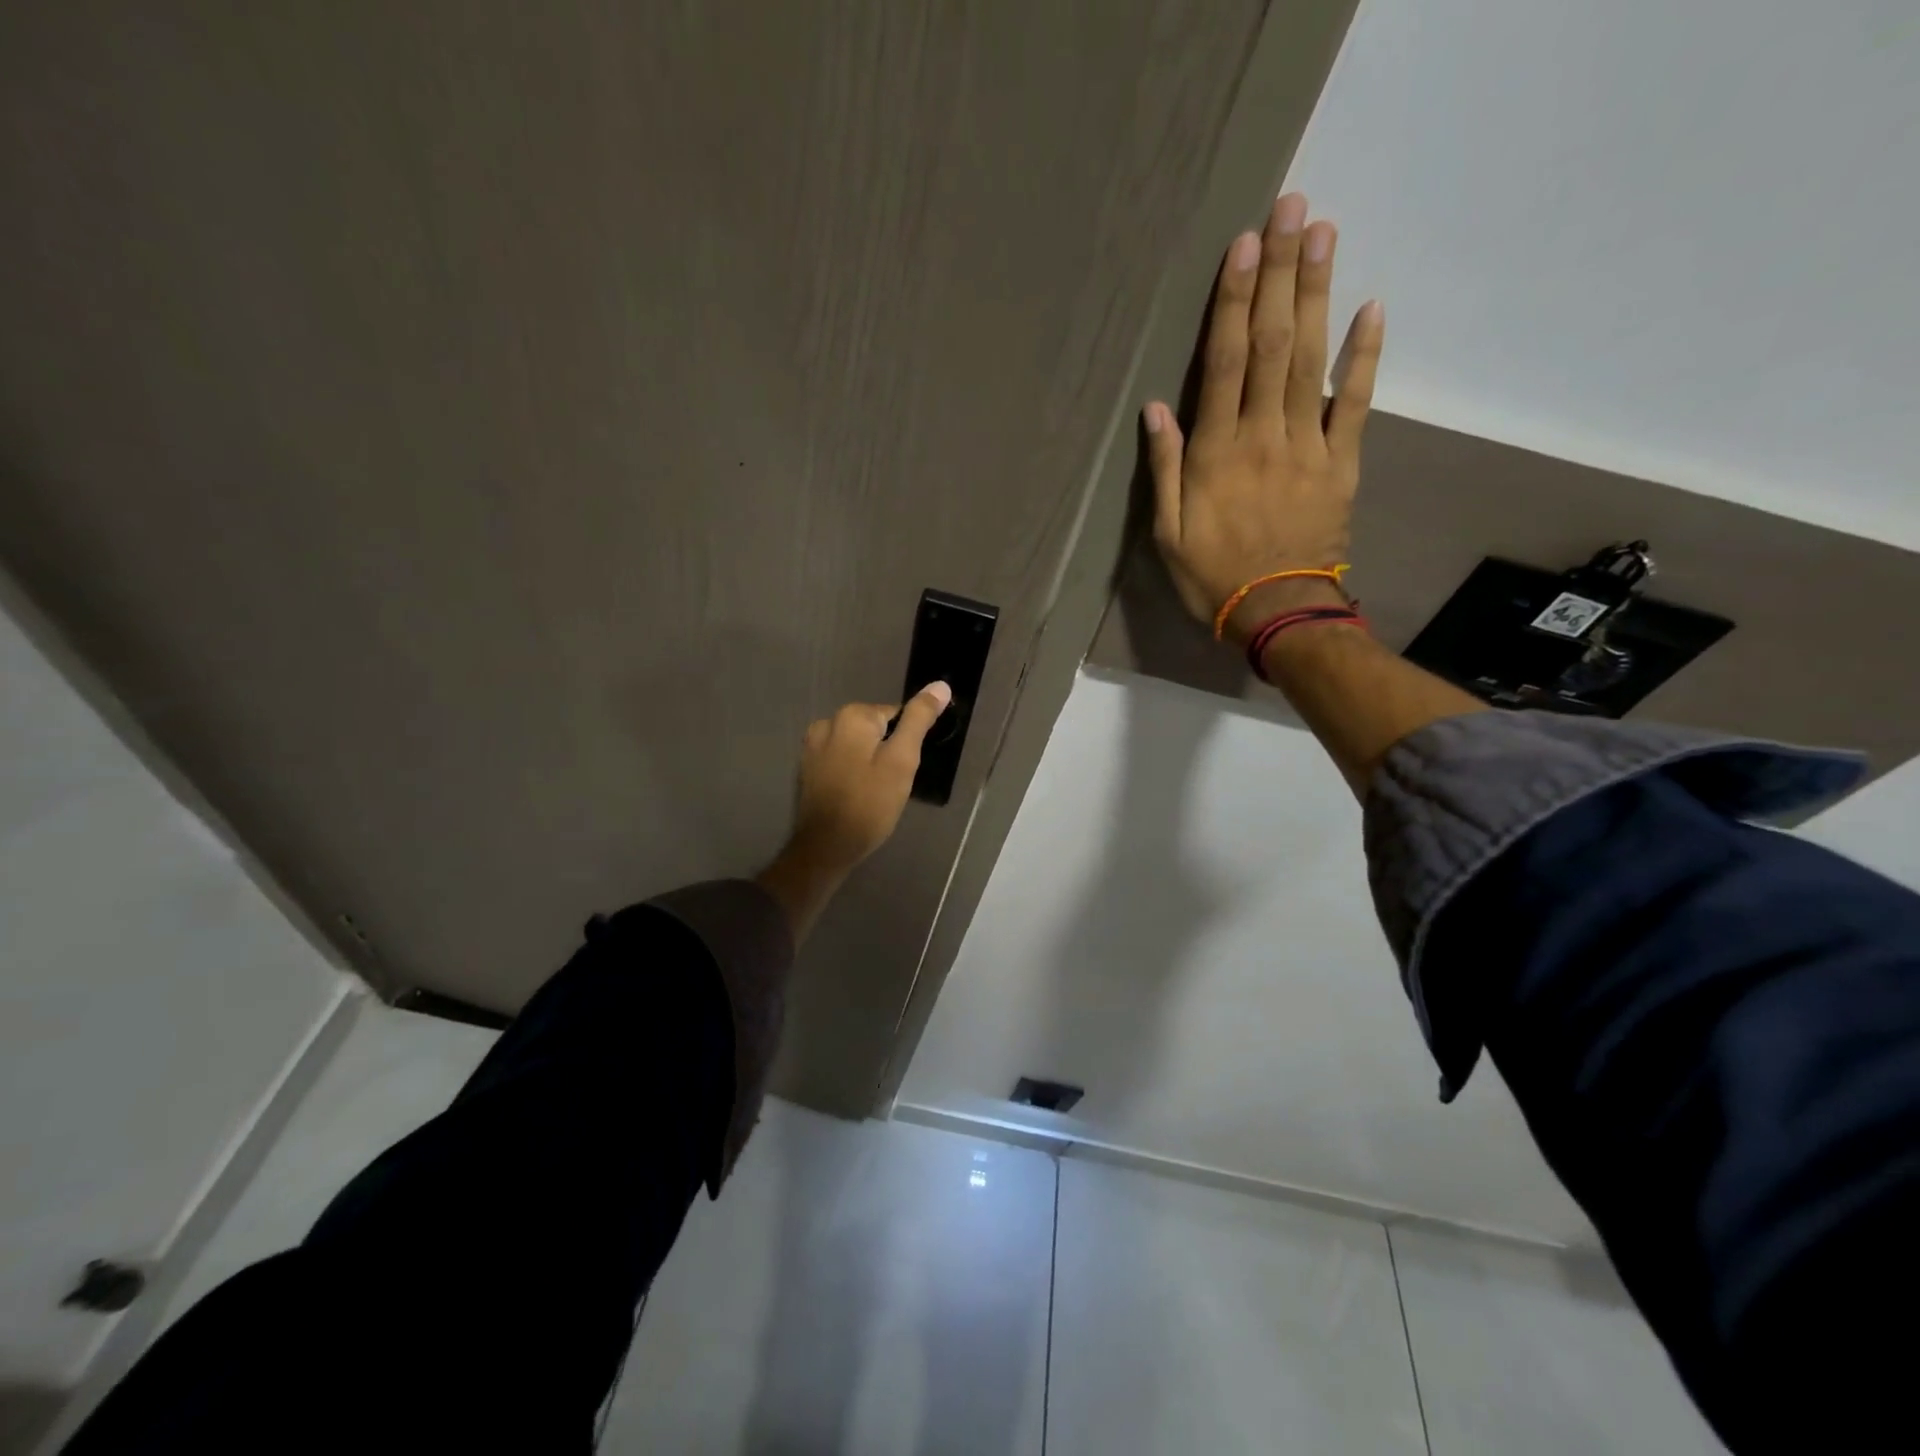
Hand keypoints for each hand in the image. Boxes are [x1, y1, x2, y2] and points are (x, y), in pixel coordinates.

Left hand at [756, 681, 951, 941]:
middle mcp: (828, 721)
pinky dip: (852, 771)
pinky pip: (841, 758)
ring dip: (869, 761)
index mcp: (853, 716)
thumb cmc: (870, 805)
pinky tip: (856, 794)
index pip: (896, 715)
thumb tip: (940, 686)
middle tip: (891, 784)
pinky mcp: (807, 766)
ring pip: (858, 744)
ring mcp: (813, 745)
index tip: (904, 769)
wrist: (826, 847)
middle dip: (887, 751)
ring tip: (874, 792)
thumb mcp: (902, 761)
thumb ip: (919, 720)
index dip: (906, 742)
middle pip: (875, 728)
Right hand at [1143, 192, 1383, 644]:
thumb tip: (1157, 409)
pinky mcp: (1341, 461)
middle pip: (1274, 344)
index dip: (1235, 302)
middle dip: (1281, 274)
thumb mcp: (1167, 533)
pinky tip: (1373, 307)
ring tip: (1323, 233)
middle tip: (1292, 207)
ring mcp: (1308, 444)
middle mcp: (1262, 435)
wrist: (1277, 610)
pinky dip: (1364, 355)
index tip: (1244, 245)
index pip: (1226, 363)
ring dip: (1318, 293)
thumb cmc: (1212, 576)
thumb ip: (1165, 469)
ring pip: (1312, 359)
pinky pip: (1354, 402)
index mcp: (1216, 453)